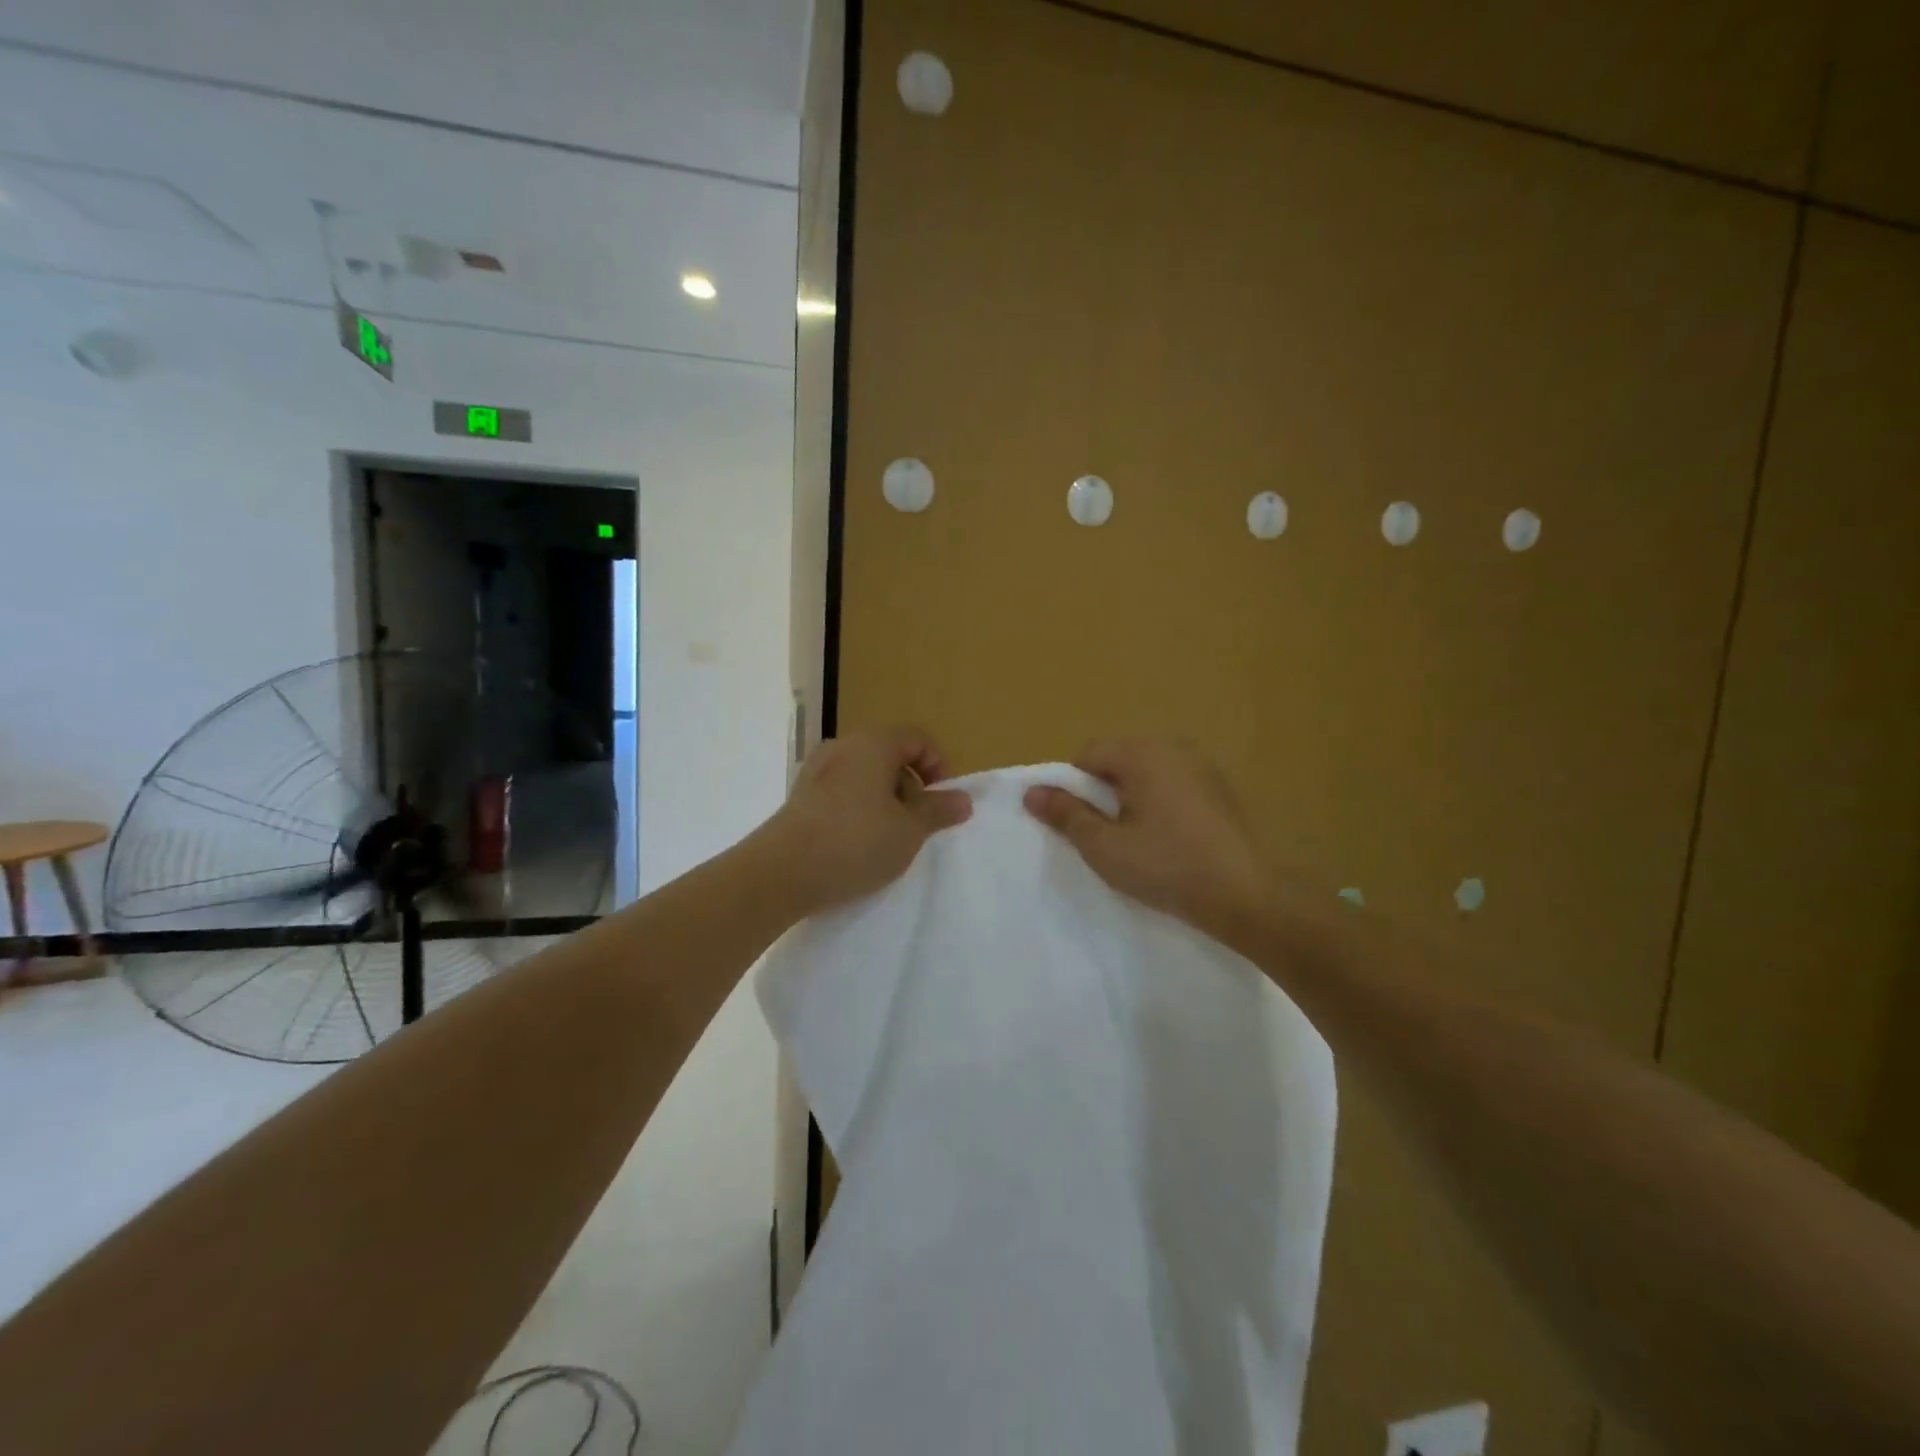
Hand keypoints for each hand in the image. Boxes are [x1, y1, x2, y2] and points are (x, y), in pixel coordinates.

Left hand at [760, 726, 972, 914]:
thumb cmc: (855, 843)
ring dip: (885, 799)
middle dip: (911, 786)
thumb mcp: (909, 831)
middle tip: (916, 824)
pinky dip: (858, 808)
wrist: (781, 873)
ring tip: (887, 838)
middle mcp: (843, 747)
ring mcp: (816, 770)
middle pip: (890, 754)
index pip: (917, 738)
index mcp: (873, 744)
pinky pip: (841, 791)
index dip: (938, 765)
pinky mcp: (799, 796)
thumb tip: (963, 799)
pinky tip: (856, 843)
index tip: (940, 801)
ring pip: (865, 774)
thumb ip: (938, 811)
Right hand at [1024, 740, 1271, 940]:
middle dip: (1104, 791)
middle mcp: (1175, 747)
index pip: (1089, 753)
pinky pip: (1176, 784)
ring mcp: (1204, 766)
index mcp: (1143, 753)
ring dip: (1133, 797)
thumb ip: (1066, 814)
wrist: (1247, 896)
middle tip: (1107, 834)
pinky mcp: (1223, 789)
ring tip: (1139, 840)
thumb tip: (1032, 792)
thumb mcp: (1105, 846)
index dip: (1074, 786)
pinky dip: (1162, 803)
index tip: (1081, 823)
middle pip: (1120, 759)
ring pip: (1149, 772)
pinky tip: (1171, 840)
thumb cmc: (1167, 867)